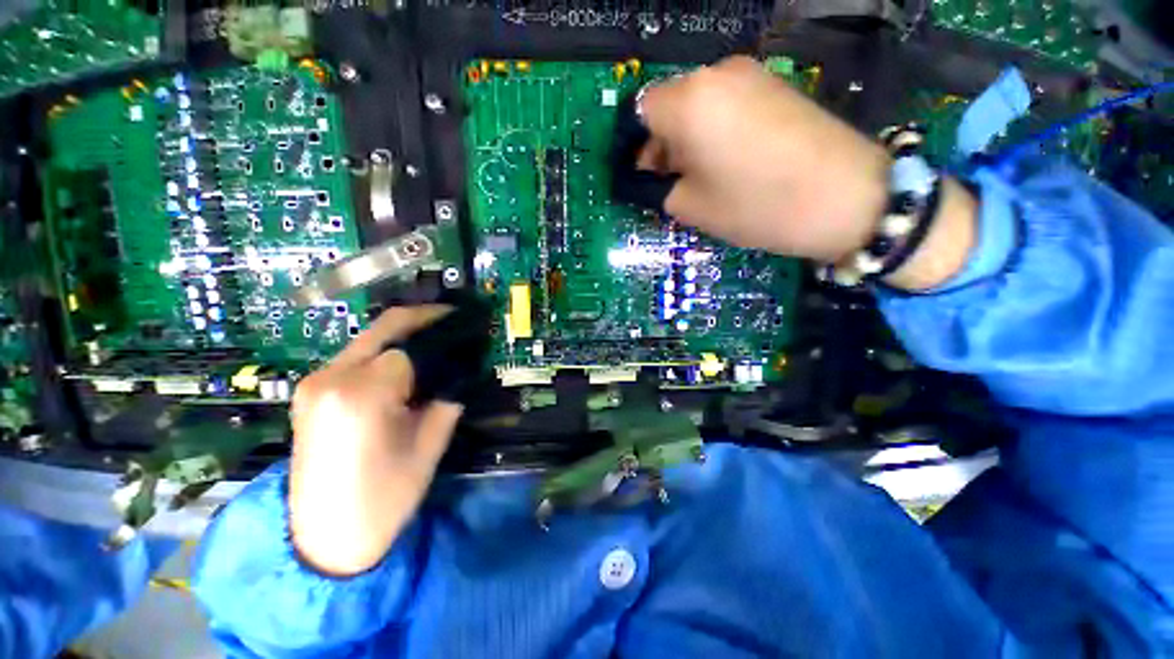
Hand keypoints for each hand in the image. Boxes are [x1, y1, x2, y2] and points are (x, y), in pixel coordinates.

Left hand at [288, 306, 461, 575]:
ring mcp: (315, 382)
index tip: (469, 334)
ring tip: (439, 343)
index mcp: (362, 395)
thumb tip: (465, 368)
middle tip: (457, 320)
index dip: (445, 339)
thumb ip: (448, 398)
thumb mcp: (429, 447)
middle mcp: (331, 377)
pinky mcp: (310, 390)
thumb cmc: (383, 500)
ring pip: (371, 339)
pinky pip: (357, 356)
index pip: (413, 348)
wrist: (322, 540)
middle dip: (426, 319)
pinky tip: (408, 363)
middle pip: (386, 328)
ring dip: (407, 335)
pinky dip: (387, 352)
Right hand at [637, 56, 976, 290]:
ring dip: (688, 137)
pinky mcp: (774, 84)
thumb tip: (649, 178)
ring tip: (704, 174)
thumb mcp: (692, 207)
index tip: (645, 176)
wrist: (846, 196)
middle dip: (662, 142)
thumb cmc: (756, 205)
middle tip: (673, 181)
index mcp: (689, 102)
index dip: (636, 146)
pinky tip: (731, 159)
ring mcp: (750, 74)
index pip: (640, 112)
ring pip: (698, 103)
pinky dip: (715, 128)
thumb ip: (658, 188)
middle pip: (669, 104)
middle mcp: (715, 74)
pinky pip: (726, 102)